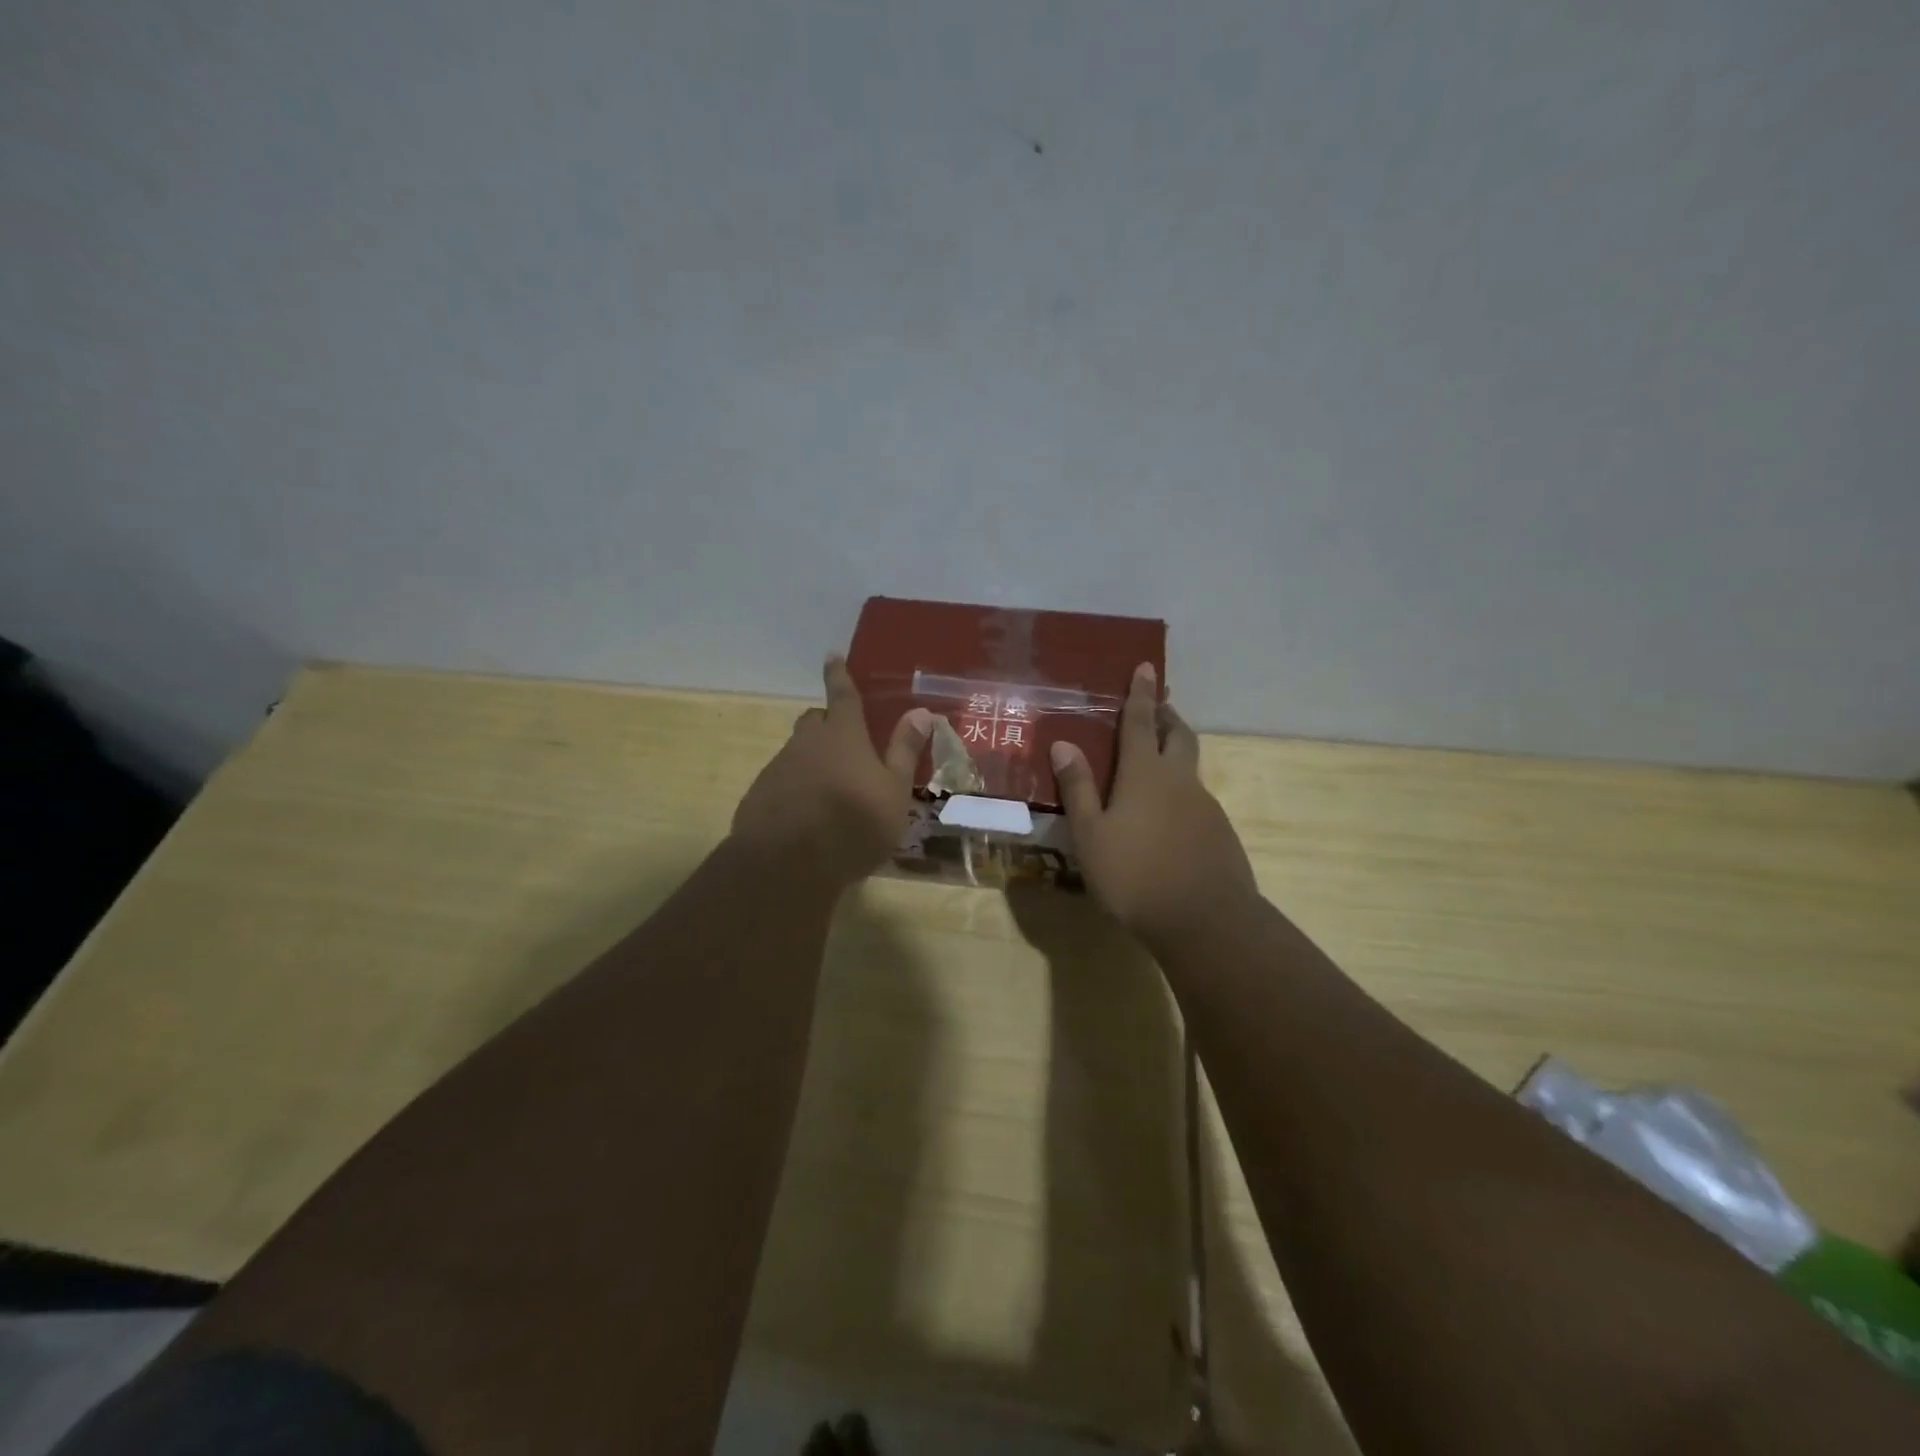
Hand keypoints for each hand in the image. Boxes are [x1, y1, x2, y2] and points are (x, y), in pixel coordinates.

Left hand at [731, 655, 934, 888]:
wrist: (788, 865)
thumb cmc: (854, 824)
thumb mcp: (893, 791)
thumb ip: (904, 751)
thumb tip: (921, 712)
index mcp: (843, 735)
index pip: (842, 695)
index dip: (838, 675)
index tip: (832, 656)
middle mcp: (807, 742)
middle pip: (816, 721)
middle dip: (829, 723)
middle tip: (846, 743)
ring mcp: (779, 767)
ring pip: (798, 752)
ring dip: (814, 760)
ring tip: (832, 790)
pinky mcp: (760, 794)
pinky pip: (782, 780)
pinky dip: (796, 787)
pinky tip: (808, 815)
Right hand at [1050, 664, 1258, 948]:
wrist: (1205, 920)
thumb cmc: (1135, 874)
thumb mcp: (1091, 834)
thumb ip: (1078, 788)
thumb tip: (1064, 743)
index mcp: (1145, 774)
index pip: (1140, 722)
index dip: (1140, 694)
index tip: (1146, 667)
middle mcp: (1179, 780)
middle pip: (1178, 735)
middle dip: (1167, 716)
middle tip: (1158, 707)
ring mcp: (1205, 806)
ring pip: (1190, 768)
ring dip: (1175, 755)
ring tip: (1155, 766)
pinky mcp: (1220, 832)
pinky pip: (1197, 799)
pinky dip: (1181, 793)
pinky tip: (1168, 820)